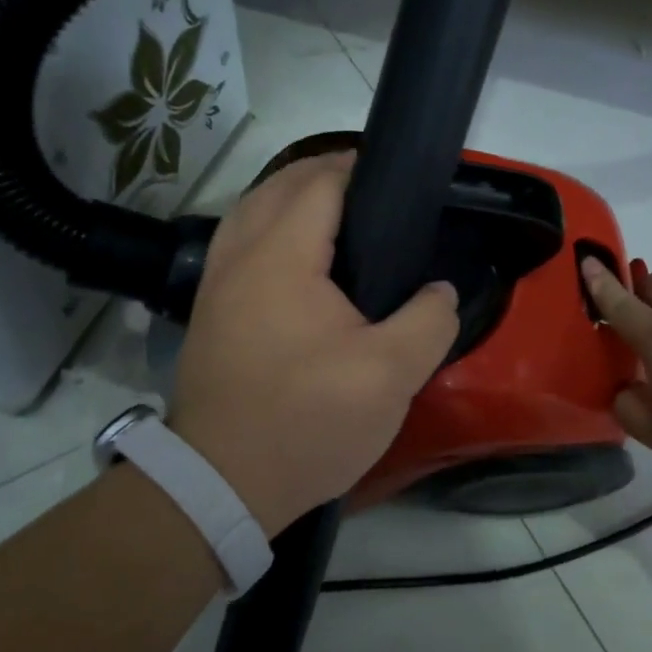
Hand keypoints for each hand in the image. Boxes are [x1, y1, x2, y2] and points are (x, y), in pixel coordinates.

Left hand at [169, 153, 460, 535]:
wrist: (222, 483)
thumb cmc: (307, 422)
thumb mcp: (389, 376)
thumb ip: (428, 321)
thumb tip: (441, 291)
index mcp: (280, 256)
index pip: (320, 182)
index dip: (361, 169)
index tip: (403, 180)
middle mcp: (238, 255)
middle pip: (279, 186)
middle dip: (326, 175)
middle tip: (378, 195)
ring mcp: (215, 284)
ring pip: (252, 212)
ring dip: (293, 200)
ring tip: (342, 219)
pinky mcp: (210, 312)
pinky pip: (241, 244)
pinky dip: (271, 229)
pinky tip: (303, 261)